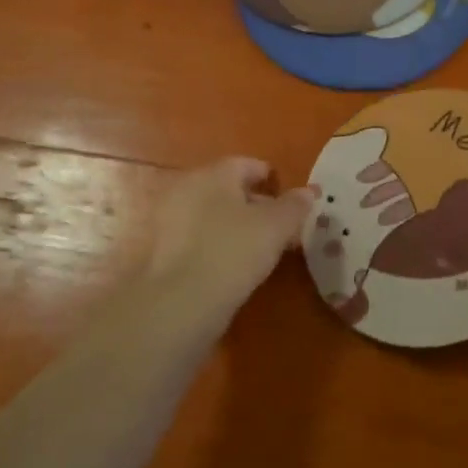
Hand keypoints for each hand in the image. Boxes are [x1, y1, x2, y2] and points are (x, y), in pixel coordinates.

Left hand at [146, 158, 313, 312]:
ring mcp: (168, 219)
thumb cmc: (233, 252)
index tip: (290, 200)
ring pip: (211, 214)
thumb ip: (294, 206)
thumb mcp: (276, 227)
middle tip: (279, 228)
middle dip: (255, 205)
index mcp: (214, 174)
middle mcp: (186, 187)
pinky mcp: (159, 249)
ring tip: (259, 250)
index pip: (247, 165)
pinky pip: (196, 237)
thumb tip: (308, 191)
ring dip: (234, 226)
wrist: (178, 302)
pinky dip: (215, 244)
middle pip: (227, 189)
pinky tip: (231, 265)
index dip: (271, 179)